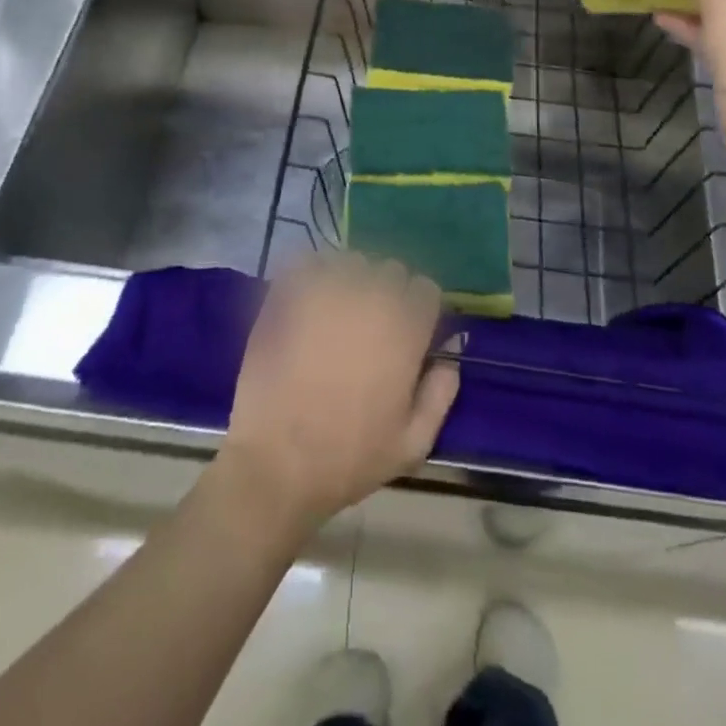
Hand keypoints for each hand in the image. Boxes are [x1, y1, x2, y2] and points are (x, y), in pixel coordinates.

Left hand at [216, 254, 459, 534]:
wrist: (276, 464)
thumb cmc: (349, 457)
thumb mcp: (413, 443)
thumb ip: (440, 394)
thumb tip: (450, 359)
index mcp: (406, 327)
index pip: (425, 288)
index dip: (418, 309)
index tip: (407, 332)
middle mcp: (371, 297)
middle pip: (391, 270)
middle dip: (386, 292)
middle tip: (368, 326)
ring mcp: (327, 289)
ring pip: (351, 261)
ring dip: (350, 279)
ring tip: (335, 311)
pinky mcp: (287, 292)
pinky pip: (308, 261)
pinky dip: (311, 273)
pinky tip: (306, 299)